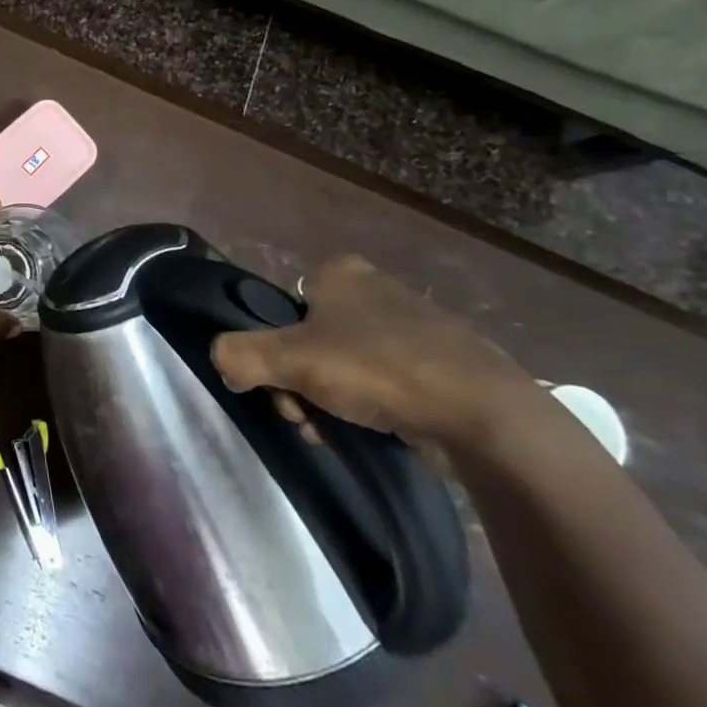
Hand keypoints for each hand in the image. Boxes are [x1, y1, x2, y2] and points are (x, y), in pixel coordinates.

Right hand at [210, 254, 542, 452]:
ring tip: (342, 433)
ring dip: (334, 401)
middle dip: (303, 383)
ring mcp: (416, 326)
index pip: (284, 308)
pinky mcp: (446, 364)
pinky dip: (377, 408)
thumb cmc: (378, 370)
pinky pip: (389, 383)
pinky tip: (381, 433)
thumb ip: (239, 355)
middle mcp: (376, 288)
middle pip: (311, 341)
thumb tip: (221, 362)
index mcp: (339, 272)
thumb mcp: (289, 360)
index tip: (283, 386)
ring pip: (347, 365)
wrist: (485, 415)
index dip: (275, 349)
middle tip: (308, 416)